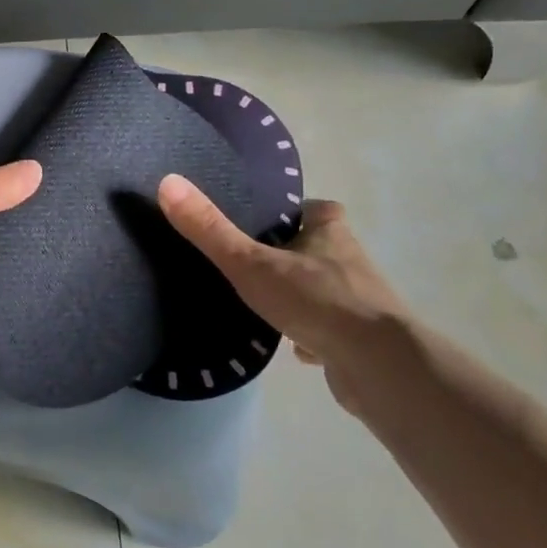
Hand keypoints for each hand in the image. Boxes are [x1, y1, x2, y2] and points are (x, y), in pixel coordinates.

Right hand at [157, 175, 419, 412]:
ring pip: (326, 291)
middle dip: (293, 255)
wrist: (378, 365)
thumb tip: (168, 182)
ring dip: (303, 296)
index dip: (296, 212)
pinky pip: (332, 331)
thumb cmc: (316, 300)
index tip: (267, 220)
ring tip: (264, 305)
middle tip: (253, 263)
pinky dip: (313, 335)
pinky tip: (291, 348)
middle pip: (320, 249)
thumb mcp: (251, 263)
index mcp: (330, 233)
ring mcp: (361, 304)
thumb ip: (210, 229)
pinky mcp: (361, 342)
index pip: (318, 209)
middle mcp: (350, 262)